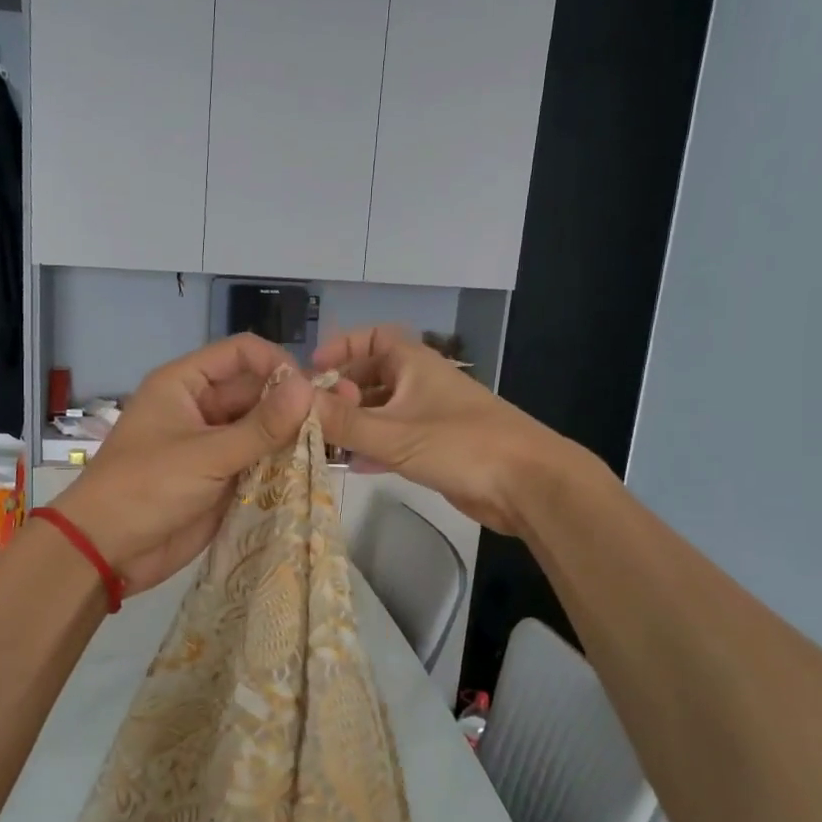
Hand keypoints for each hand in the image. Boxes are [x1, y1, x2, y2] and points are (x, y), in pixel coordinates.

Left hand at [54, 335, 314, 592]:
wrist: (107, 551)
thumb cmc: (146, 488)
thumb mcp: (205, 455)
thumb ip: (260, 426)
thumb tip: (308, 388)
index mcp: (185, 384)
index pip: (240, 354)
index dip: (277, 364)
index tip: (310, 391)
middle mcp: (202, 408)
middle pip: (257, 391)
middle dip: (292, 404)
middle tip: (335, 420)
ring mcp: (213, 445)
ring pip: (262, 429)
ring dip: (292, 436)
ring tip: (334, 445)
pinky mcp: (223, 479)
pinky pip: (259, 462)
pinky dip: (283, 465)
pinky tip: (315, 470)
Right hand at [312, 325, 586, 536]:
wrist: (527, 484)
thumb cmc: (460, 444)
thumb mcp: (393, 433)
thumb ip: (342, 421)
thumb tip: (294, 402)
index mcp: (414, 364)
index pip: (373, 337)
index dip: (342, 347)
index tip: (313, 369)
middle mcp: (422, 384)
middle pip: (373, 377)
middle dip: (341, 392)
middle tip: (311, 413)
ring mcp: (431, 417)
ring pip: (383, 412)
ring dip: (354, 424)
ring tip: (320, 442)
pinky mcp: (438, 448)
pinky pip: (396, 440)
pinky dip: (373, 448)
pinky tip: (351, 465)